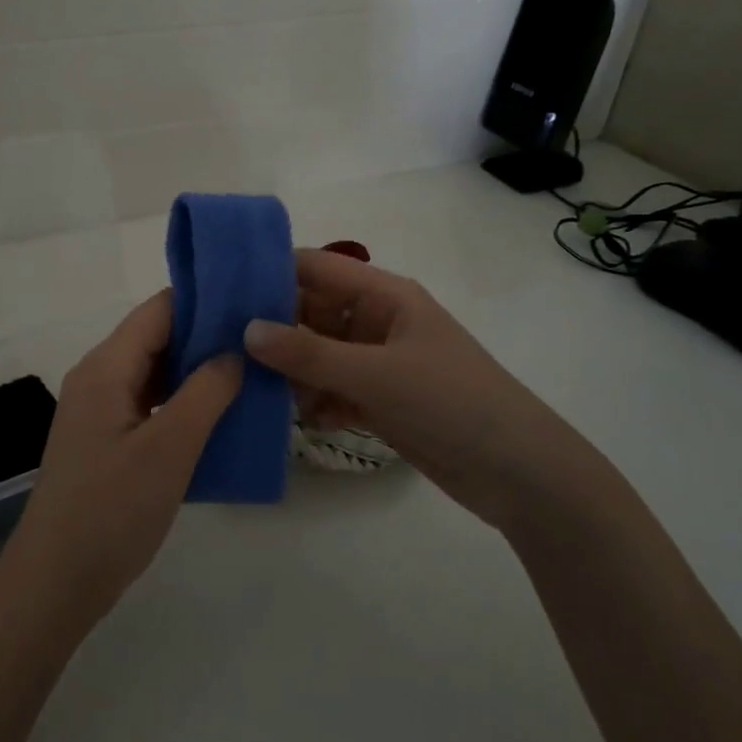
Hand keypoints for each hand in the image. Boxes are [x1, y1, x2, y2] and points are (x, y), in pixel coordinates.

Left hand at [1, 291, 242, 631]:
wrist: (55, 582)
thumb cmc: (112, 510)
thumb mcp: (170, 448)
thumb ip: (206, 392)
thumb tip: (235, 351)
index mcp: (106, 367)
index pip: (158, 310)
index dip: (204, 301)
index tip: (251, 302)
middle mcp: (98, 377)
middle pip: (156, 338)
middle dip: (206, 336)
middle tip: (261, 341)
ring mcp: (99, 410)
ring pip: (154, 372)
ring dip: (196, 372)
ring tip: (250, 373)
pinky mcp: (105, 440)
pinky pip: (149, 404)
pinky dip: (182, 402)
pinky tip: (218, 416)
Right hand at [243, 250, 587, 526]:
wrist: (519, 473)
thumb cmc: (450, 402)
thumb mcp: (375, 374)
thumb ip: (308, 353)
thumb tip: (247, 330)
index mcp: (384, 295)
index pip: (316, 268)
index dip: (271, 272)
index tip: (222, 289)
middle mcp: (378, 320)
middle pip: (313, 311)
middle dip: (274, 328)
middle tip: (224, 347)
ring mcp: (380, 362)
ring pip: (319, 353)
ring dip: (292, 370)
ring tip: (254, 388)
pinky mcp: (382, 399)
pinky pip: (334, 388)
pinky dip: (315, 400)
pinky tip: (298, 418)